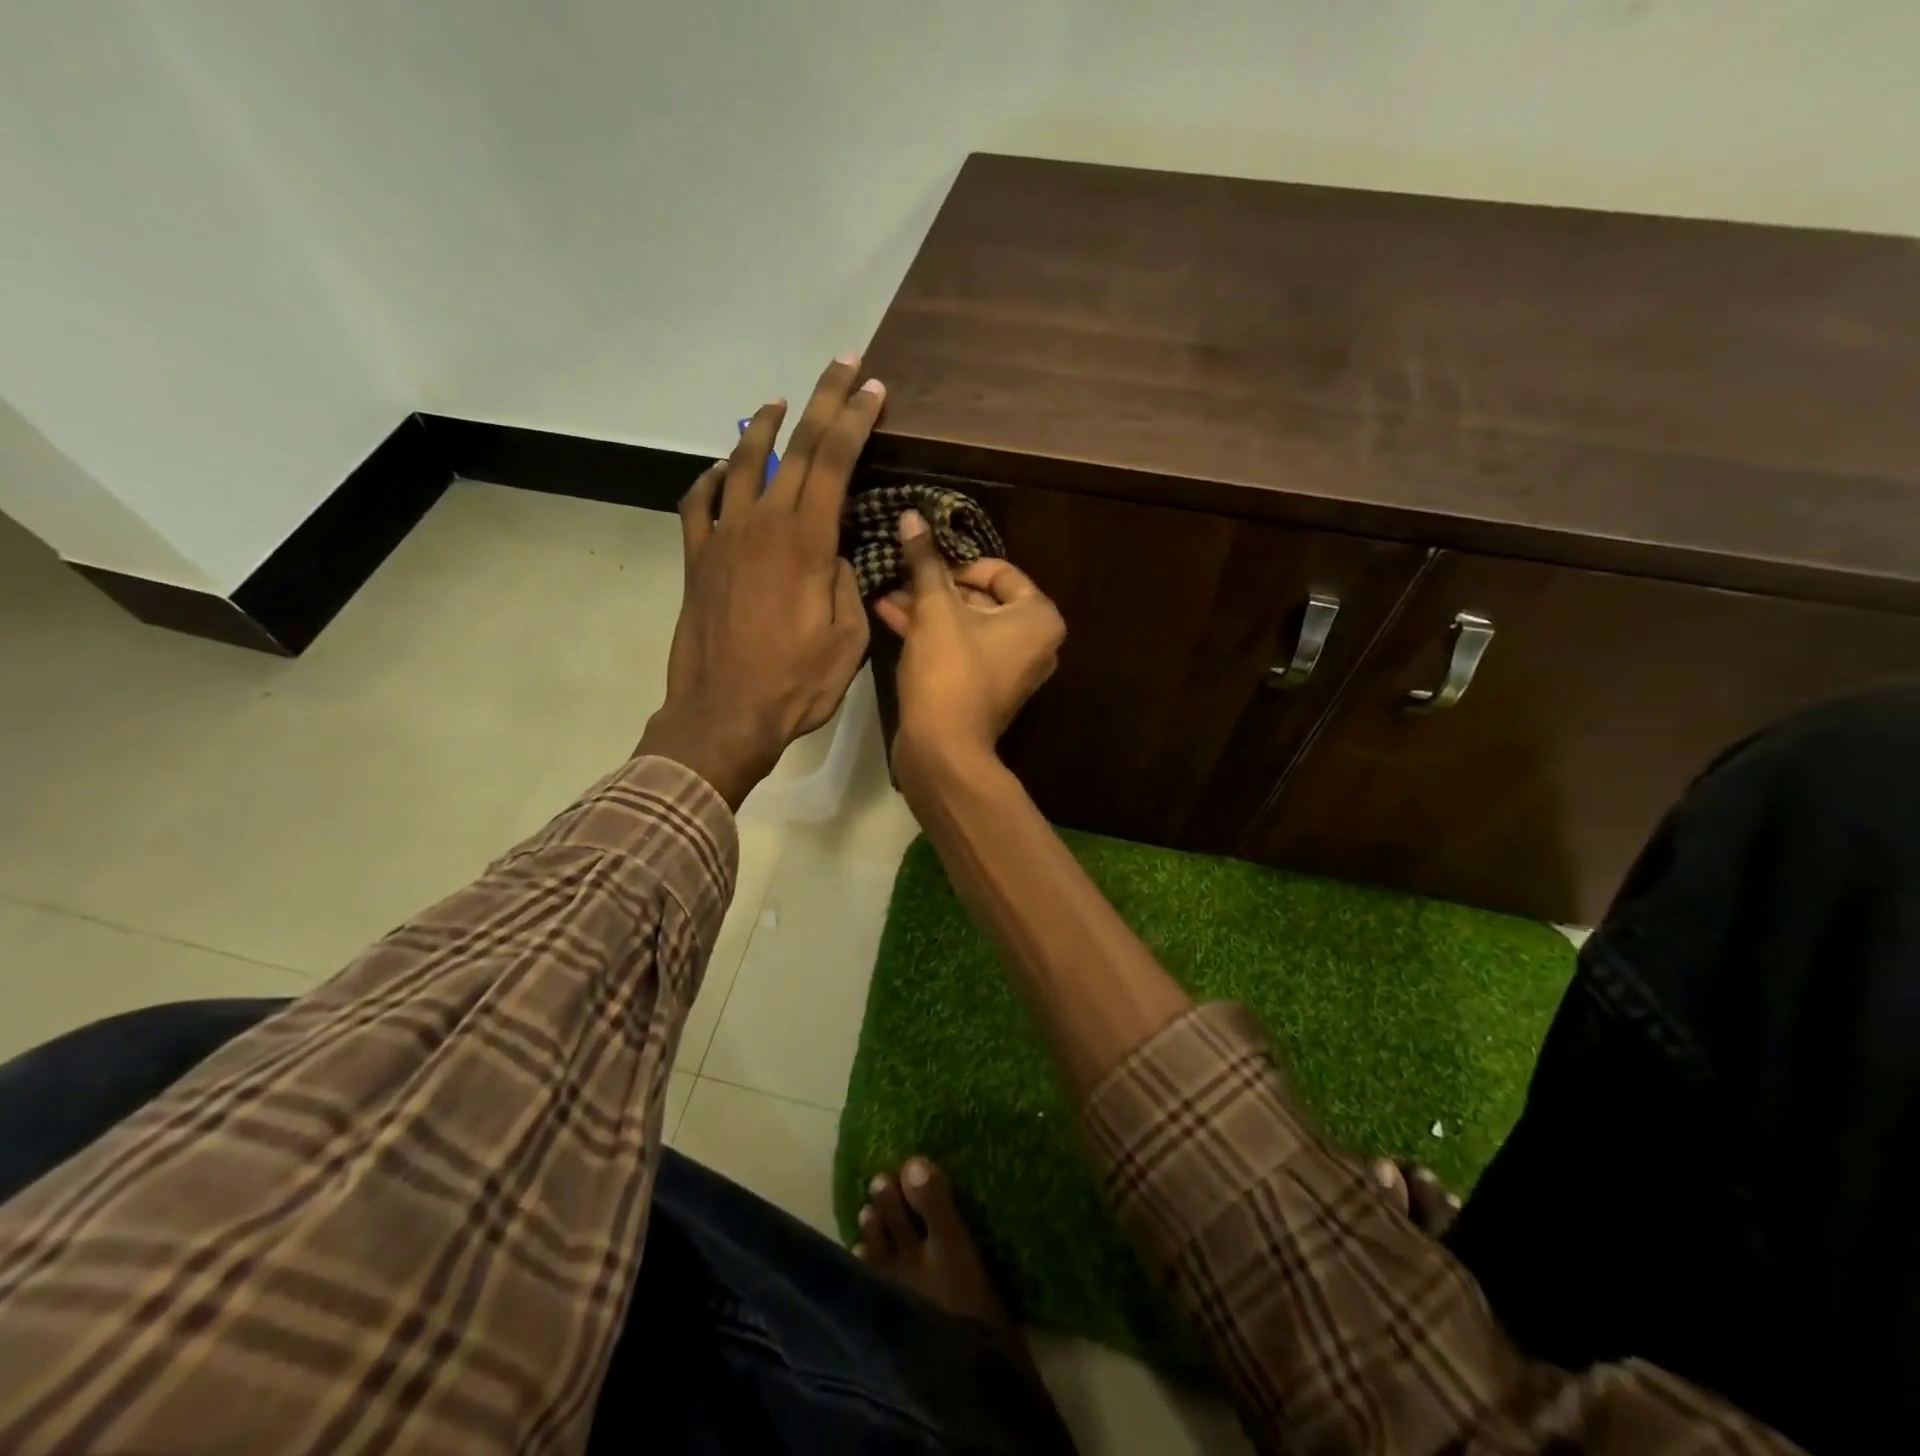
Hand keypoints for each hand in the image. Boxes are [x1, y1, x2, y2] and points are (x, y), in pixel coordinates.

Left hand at [636, 357, 880, 807]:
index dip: (855, 419)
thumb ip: (846, 584)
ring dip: (763, 428)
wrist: (723, 716)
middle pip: (794, 448)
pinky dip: (711, 479)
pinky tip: (720, 472)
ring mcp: (722, 538)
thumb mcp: (848, 639)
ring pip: (740, 463)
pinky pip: (699, 503)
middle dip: (822, 402)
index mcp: (805, 541)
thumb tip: (834, 553)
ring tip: (779, 403)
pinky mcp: (696, 560)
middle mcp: (761, 524)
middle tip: (841, 365)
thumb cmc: (795, 684)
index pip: (834, 461)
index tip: (872, 387)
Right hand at [875, 510, 1064, 785]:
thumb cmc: (949, 670)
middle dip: (936, 586)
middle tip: (900, 574)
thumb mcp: (934, 609)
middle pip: (981, 598)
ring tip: (887, 592)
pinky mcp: (985, 688)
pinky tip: (891, 615)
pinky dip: (933, 634)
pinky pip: (961, 649)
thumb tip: (913, 516)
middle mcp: (1034, 642)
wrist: (943, 748)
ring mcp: (1010, 668)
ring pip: (966, 625)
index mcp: (1039, 617)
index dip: (957, 563)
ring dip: (927, 608)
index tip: (923, 562)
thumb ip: (925, 561)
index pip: (999, 571)